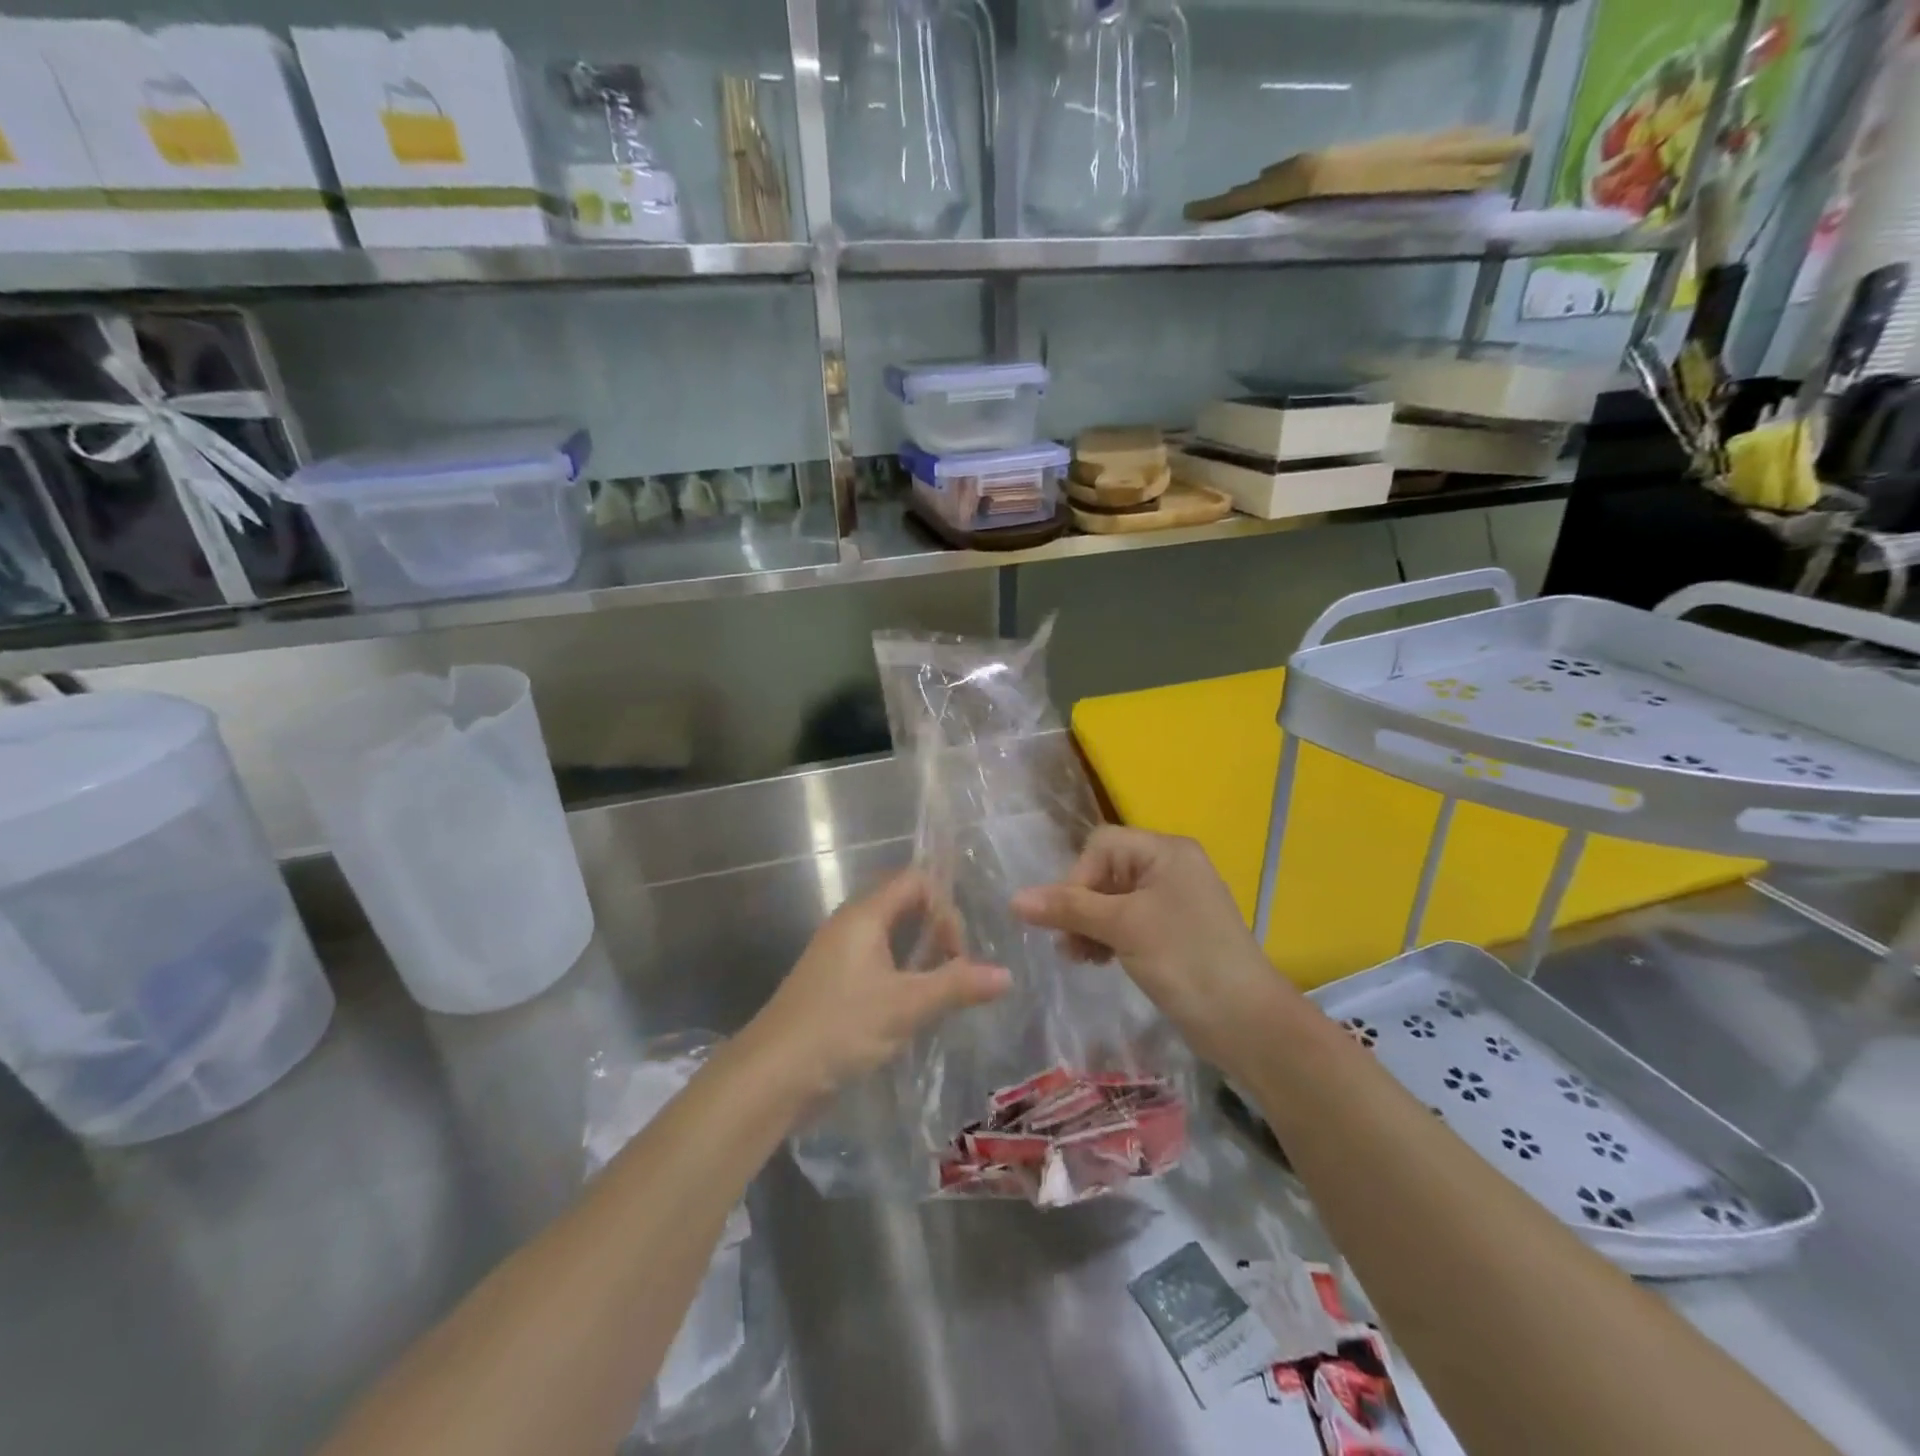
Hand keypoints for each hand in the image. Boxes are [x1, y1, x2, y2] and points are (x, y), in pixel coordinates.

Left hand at [741, 870, 1010, 1103]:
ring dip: (919, 955)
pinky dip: (901, 974)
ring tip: (942, 989)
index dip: (945, 906)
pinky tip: (913, 1008)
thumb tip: (1006, 975)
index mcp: (864, 916)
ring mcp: (838, 954)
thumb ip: (957, 986)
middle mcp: (849, 925)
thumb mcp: (906, 1006)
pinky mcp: (833, 983)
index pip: (915, 881)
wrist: (772, 1075)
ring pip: (890, 936)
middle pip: (903, 905)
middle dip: (936, 930)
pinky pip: (876, 961)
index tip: (958, 950)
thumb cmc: (840, 1027)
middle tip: (956, 968)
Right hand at [1012, 827, 1298, 1067]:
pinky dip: (1108, 937)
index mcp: (1165, 851)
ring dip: (1089, 924)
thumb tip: (1014, 899)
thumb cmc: (1186, 962)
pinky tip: (1098, 961)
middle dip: (1081, 906)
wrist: (1249, 1024)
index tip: (1069, 919)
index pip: (1101, 846)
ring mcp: (1173, 900)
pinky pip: (1127, 922)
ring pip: (1112, 900)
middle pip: (1104, 872)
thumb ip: (1069, 908)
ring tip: (1081, 958)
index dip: (1077, 878)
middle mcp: (1170, 867)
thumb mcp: (1123, 928)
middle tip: (1070, 945)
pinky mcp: (1173, 931)